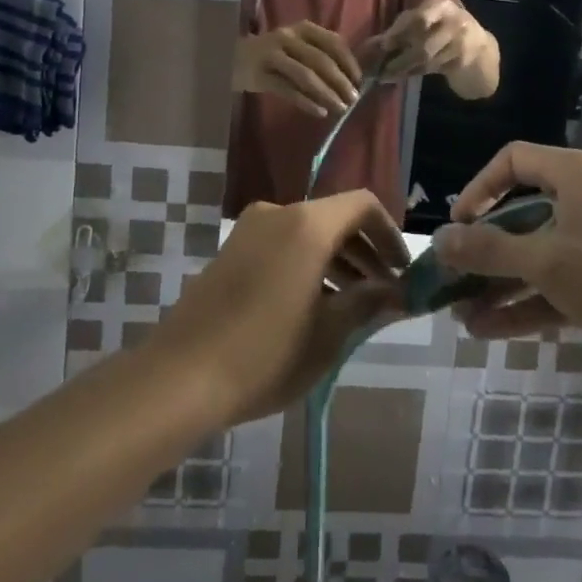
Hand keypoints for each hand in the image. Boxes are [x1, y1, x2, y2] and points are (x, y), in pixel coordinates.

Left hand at [146, 192, 409, 425]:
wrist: (179, 377)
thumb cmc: (265, 354)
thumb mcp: (328, 334)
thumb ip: (368, 303)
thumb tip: (399, 292)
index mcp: (307, 224)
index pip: (362, 205)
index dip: (389, 233)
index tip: (402, 270)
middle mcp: (278, 214)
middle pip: (334, 218)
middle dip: (364, 252)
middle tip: (384, 292)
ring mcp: (249, 230)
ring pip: (307, 233)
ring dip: (336, 260)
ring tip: (353, 305)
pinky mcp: (231, 250)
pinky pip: (282, 244)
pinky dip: (307, 264)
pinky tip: (314, 307)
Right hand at [233, 21, 362, 117]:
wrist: (233, 58)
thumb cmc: (274, 54)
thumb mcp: (297, 46)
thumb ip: (319, 54)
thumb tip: (350, 78)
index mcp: (302, 28)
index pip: (332, 41)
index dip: (348, 61)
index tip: (358, 79)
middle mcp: (287, 37)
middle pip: (320, 60)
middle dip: (340, 81)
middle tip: (353, 99)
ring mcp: (272, 56)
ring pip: (305, 76)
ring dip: (326, 94)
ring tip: (340, 108)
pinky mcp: (260, 75)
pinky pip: (288, 91)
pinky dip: (306, 103)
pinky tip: (319, 112)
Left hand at [365, 0, 485, 79]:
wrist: (480, 49)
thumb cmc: (444, 29)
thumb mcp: (428, 20)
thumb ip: (403, 27)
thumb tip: (370, 43)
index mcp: (441, 5)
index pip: (418, 18)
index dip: (399, 31)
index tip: (383, 44)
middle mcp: (454, 21)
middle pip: (423, 43)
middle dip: (401, 57)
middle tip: (380, 67)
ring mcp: (461, 42)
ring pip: (426, 59)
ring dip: (403, 69)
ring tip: (385, 75)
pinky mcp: (462, 61)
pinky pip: (433, 68)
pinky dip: (414, 73)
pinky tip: (401, 76)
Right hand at [433, 143, 581, 361]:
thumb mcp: (546, 261)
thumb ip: (489, 250)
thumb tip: (439, 238)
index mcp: (575, 174)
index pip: (513, 160)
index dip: (479, 188)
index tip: (459, 225)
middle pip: (522, 214)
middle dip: (485, 251)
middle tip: (453, 278)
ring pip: (538, 255)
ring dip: (500, 284)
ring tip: (461, 316)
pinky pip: (559, 282)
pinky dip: (527, 302)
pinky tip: (490, 331)